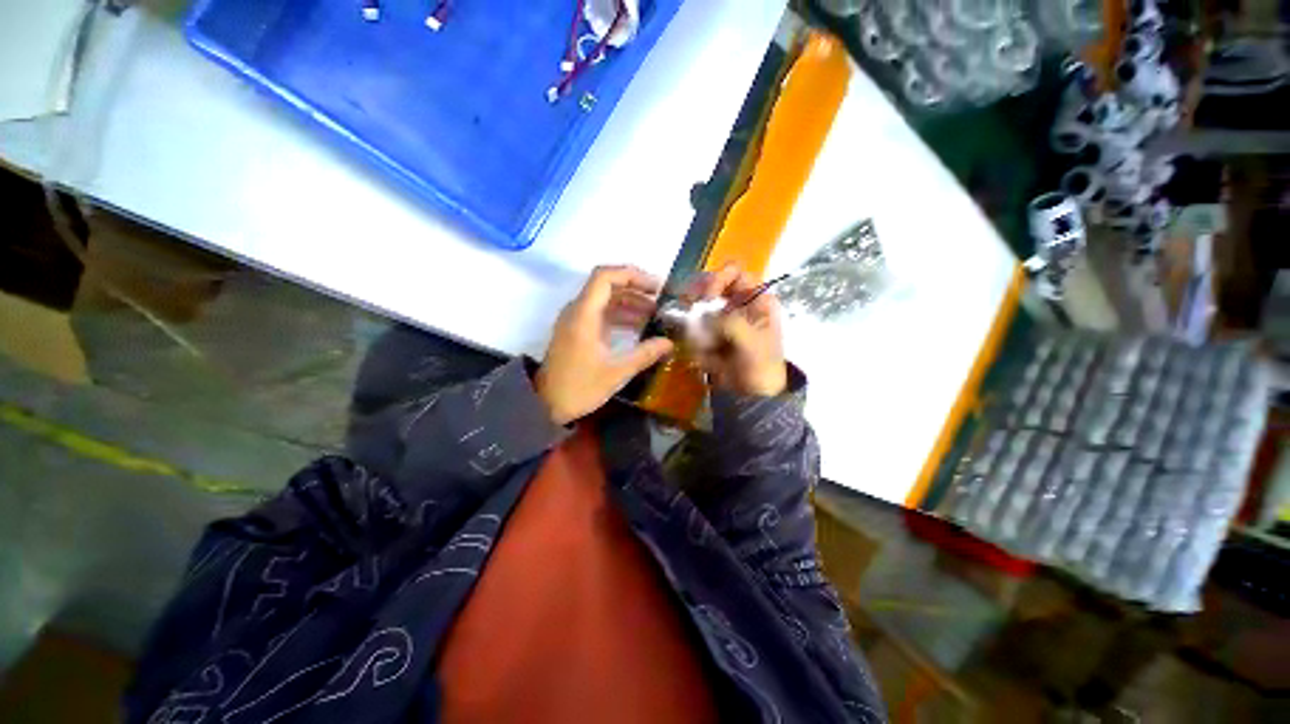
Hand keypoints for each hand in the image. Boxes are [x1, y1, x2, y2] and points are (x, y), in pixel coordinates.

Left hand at [535, 266, 675, 424]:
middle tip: (661, 301)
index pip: (605, 277)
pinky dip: (620, 316)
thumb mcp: (616, 372)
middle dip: (636, 290)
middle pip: (607, 286)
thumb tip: (669, 343)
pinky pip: (600, 314)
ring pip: (604, 300)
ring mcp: (575, 320)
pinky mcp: (577, 331)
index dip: (632, 275)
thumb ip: (644, 354)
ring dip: (629, 303)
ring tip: (654, 315)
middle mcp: (577, 311)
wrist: (545, 405)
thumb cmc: (579, 387)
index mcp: (584, 314)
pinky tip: (638, 327)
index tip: (655, 287)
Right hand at [687, 263, 787, 396]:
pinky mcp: (707, 332)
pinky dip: (690, 336)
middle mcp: (736, 302)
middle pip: (709, 284)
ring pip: (696, 304)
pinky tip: (699, 352)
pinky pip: (691, 325)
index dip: (717, 279)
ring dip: (691, 319)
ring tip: (696, 340)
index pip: (734, 271)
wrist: (752, 395)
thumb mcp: (752, 343)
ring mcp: (719, 317)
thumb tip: (703, 315)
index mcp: (755, 298)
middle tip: (685, 310)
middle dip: (696, 297)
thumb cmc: (761, 367)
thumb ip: (731, 324)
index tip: (705, 299)